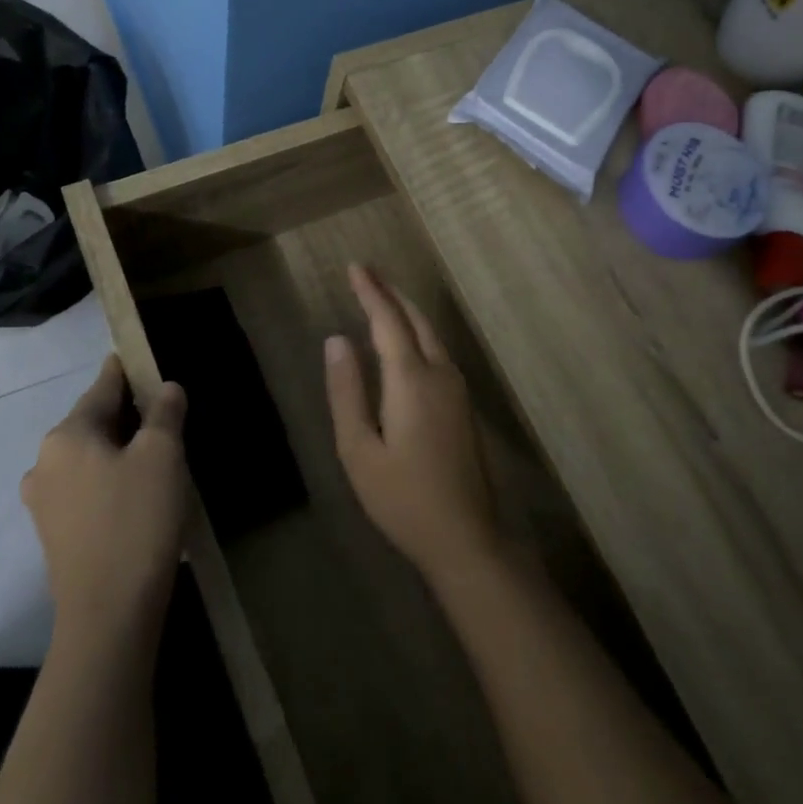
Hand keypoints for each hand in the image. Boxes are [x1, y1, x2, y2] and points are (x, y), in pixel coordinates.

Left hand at [22, 356, 189, 649]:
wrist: (109, 615)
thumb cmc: (136, 521)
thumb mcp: (163, 456)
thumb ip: (165, 413)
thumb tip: (166, 388)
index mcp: (67, 435)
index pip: (102, 388)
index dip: (125, 372)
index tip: (138, 358)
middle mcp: (45, 462)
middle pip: (93, 422)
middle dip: (127, 415)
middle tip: (164, 413)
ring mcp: (44, 502)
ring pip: (89, 457)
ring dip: (119, 449)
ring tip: (156, 454)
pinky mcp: (53, 534)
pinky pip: (85, 488)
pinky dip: (109, 479)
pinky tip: (136, 492)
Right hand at [326, 264, 500, 581]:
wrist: (466, 537)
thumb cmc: (402, 498)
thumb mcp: (359, 450)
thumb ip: (346, 391)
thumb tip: (336, 341)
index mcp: (411, 379)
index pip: (387, 321)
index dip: (370, 291)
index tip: (355, 266)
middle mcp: (440, 373)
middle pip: (415, 319)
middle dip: (390, 293)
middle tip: (367, 273)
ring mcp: (457, 388)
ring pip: (431, 333)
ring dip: (406, 310)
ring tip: (383, 297)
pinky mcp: (463, 404)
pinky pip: (438, 350)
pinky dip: (417, 331)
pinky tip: (406, 340)